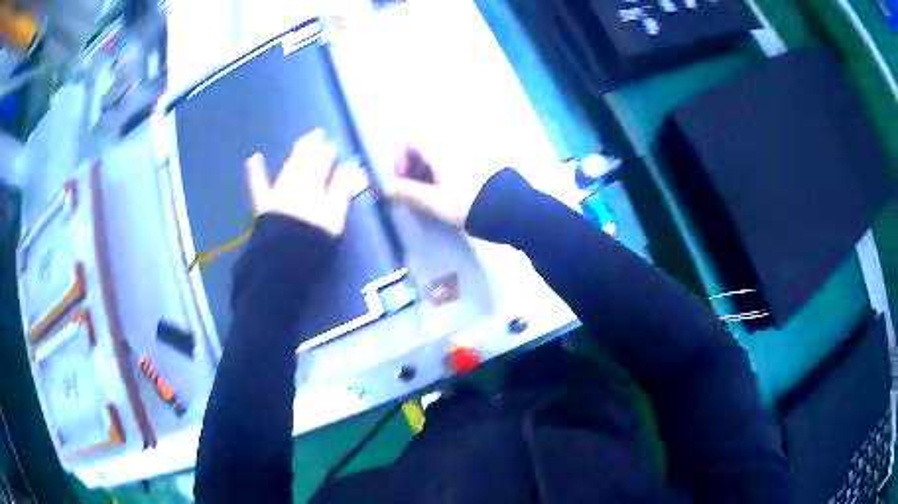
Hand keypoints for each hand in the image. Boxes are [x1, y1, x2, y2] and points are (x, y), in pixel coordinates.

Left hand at [246, 129, 362, 235]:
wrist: (283, 257)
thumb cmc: (313, 239)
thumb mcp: (334, 215)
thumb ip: (341, 189)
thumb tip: (350, 166)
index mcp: (314, 186)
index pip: (322, 166)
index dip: (326, 155)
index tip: (331, 145)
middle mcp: (296, 185)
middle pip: (304, 163)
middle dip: (311, 148)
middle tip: (316, 133)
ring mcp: (278, 194)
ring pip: (288, 168)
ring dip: (295, 154)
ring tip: (301, 142)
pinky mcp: (264, 206)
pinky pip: (258, 186)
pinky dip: (256, 172)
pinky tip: (253, 159)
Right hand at [388, 145, 501, 226]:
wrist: (510, 208)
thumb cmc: (468, 204)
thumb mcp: (435, 202)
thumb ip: (408, 193)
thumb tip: (386, 188)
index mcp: (440, 148)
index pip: (411, 139)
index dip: (402, 157)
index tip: (404, 178)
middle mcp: (454, 141)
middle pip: (426, 142)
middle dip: (416, 162)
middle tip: (418, 186)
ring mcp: (471, 146)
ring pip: (442, 147)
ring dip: (432, 164)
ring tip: (435, 189)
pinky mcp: (484, 154)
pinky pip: (457, 152)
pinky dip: (448, 164)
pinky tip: (453, 185)